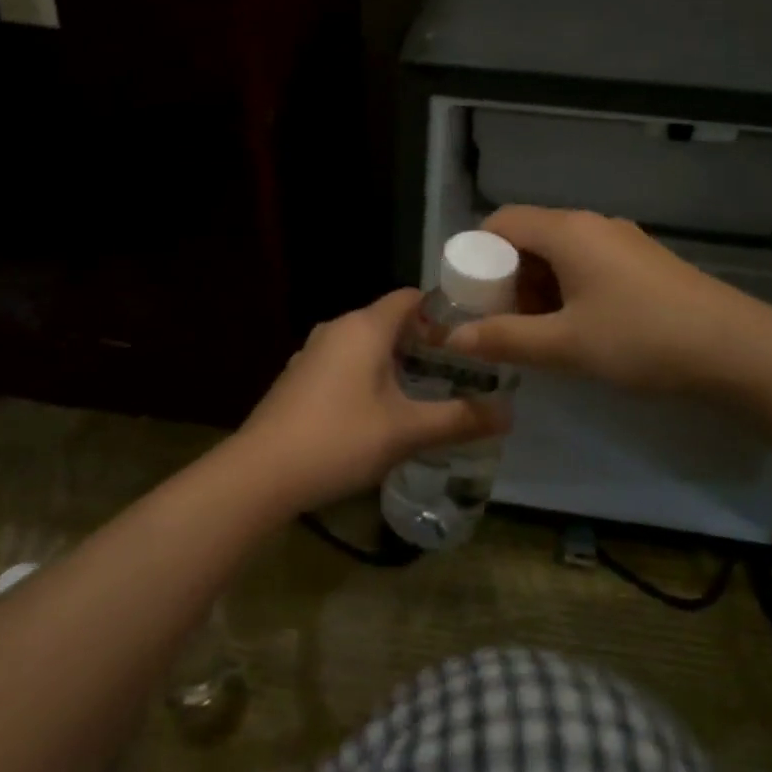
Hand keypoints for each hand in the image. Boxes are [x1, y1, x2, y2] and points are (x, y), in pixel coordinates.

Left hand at [235, 289, 507, 511]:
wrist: (261, 473)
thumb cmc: (340, 440)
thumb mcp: (407, 432)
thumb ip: (460, 419)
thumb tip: (510, 413)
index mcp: (364, 327)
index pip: (410, 297)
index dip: (442, 310)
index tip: (471, 336)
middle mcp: (336, 328)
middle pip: (388, 321)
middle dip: (423, 341)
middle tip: (458, 371)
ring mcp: (311, 353)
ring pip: (364, 344)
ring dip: (394, 361)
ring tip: (425, 391)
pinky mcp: (298, 378)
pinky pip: (343, 364)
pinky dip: (367, 376)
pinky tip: (379, 412)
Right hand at [445, 205, 751, 393]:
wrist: (736, 349)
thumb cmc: (641, 339)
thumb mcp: (565, 345)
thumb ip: (504, 339)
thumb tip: (453, 339)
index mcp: (568, 231)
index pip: (500, 222)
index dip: (476, 256)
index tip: (470, 299)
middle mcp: (592, 225)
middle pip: (529, 237)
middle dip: (506, 279)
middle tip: (502, 324)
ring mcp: (622, 242)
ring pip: (559, 254)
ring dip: (537, 289)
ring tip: (539, 334)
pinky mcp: (643, 263)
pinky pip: (588, 265)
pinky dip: (567, 290)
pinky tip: (578, 329)